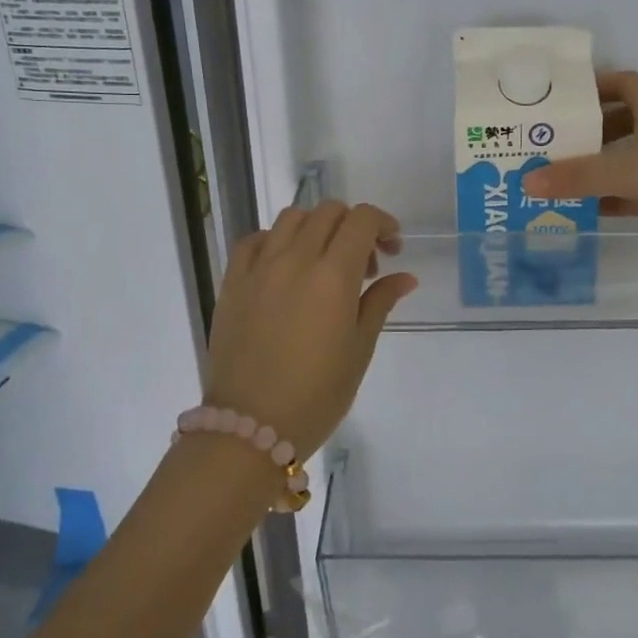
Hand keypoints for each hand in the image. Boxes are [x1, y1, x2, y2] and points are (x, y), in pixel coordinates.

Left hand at [203, 201, 415, 456]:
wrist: (251, 425)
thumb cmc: (317, 393)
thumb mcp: (359, 348)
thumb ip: (380, 302)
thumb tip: (405, 276)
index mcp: (333, 275)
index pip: (362, 220)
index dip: (383, 224)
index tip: (392, 250)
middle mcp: (295, 258)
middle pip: (329, 212)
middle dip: (354, 226)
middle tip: (363, 264)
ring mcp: (259, 267)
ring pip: (292, 218)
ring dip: (316, 227)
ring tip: (324, 261)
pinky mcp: (232, 281)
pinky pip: (254, 240)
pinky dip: (276, 240)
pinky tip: (284, 265)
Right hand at [522, 70, 637, 273]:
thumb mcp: (631, 170)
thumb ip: (578, 177)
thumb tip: (525, 181)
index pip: (621, 83)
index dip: (591, 87)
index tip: (559, 101)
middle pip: (618, 123)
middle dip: (585, 133)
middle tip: (545, 146)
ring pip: (628, 159)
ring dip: (598, 168)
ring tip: (557, 179)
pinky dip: (616, 197)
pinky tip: (589, 211)